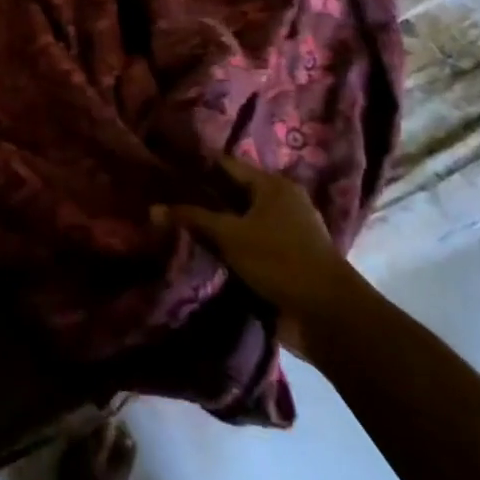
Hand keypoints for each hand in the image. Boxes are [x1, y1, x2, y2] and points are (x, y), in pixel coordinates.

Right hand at [153, 154, 369, 361]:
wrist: (326, 314)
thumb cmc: (279, 260)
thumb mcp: (230, 235)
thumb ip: (193, 218)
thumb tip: (153, 208)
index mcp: (273, 185)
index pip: (227, 165)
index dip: (196, 165)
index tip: (165, 168)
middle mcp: (281, 201)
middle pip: (233, 193)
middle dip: (202, 197)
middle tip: (164, 198)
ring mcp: (286, 231)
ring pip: (240, 220)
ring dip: (215, 225)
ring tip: (176, 224)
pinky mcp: (285, 259)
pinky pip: (248, 243)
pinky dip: (229, 246)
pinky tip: (202, 250)